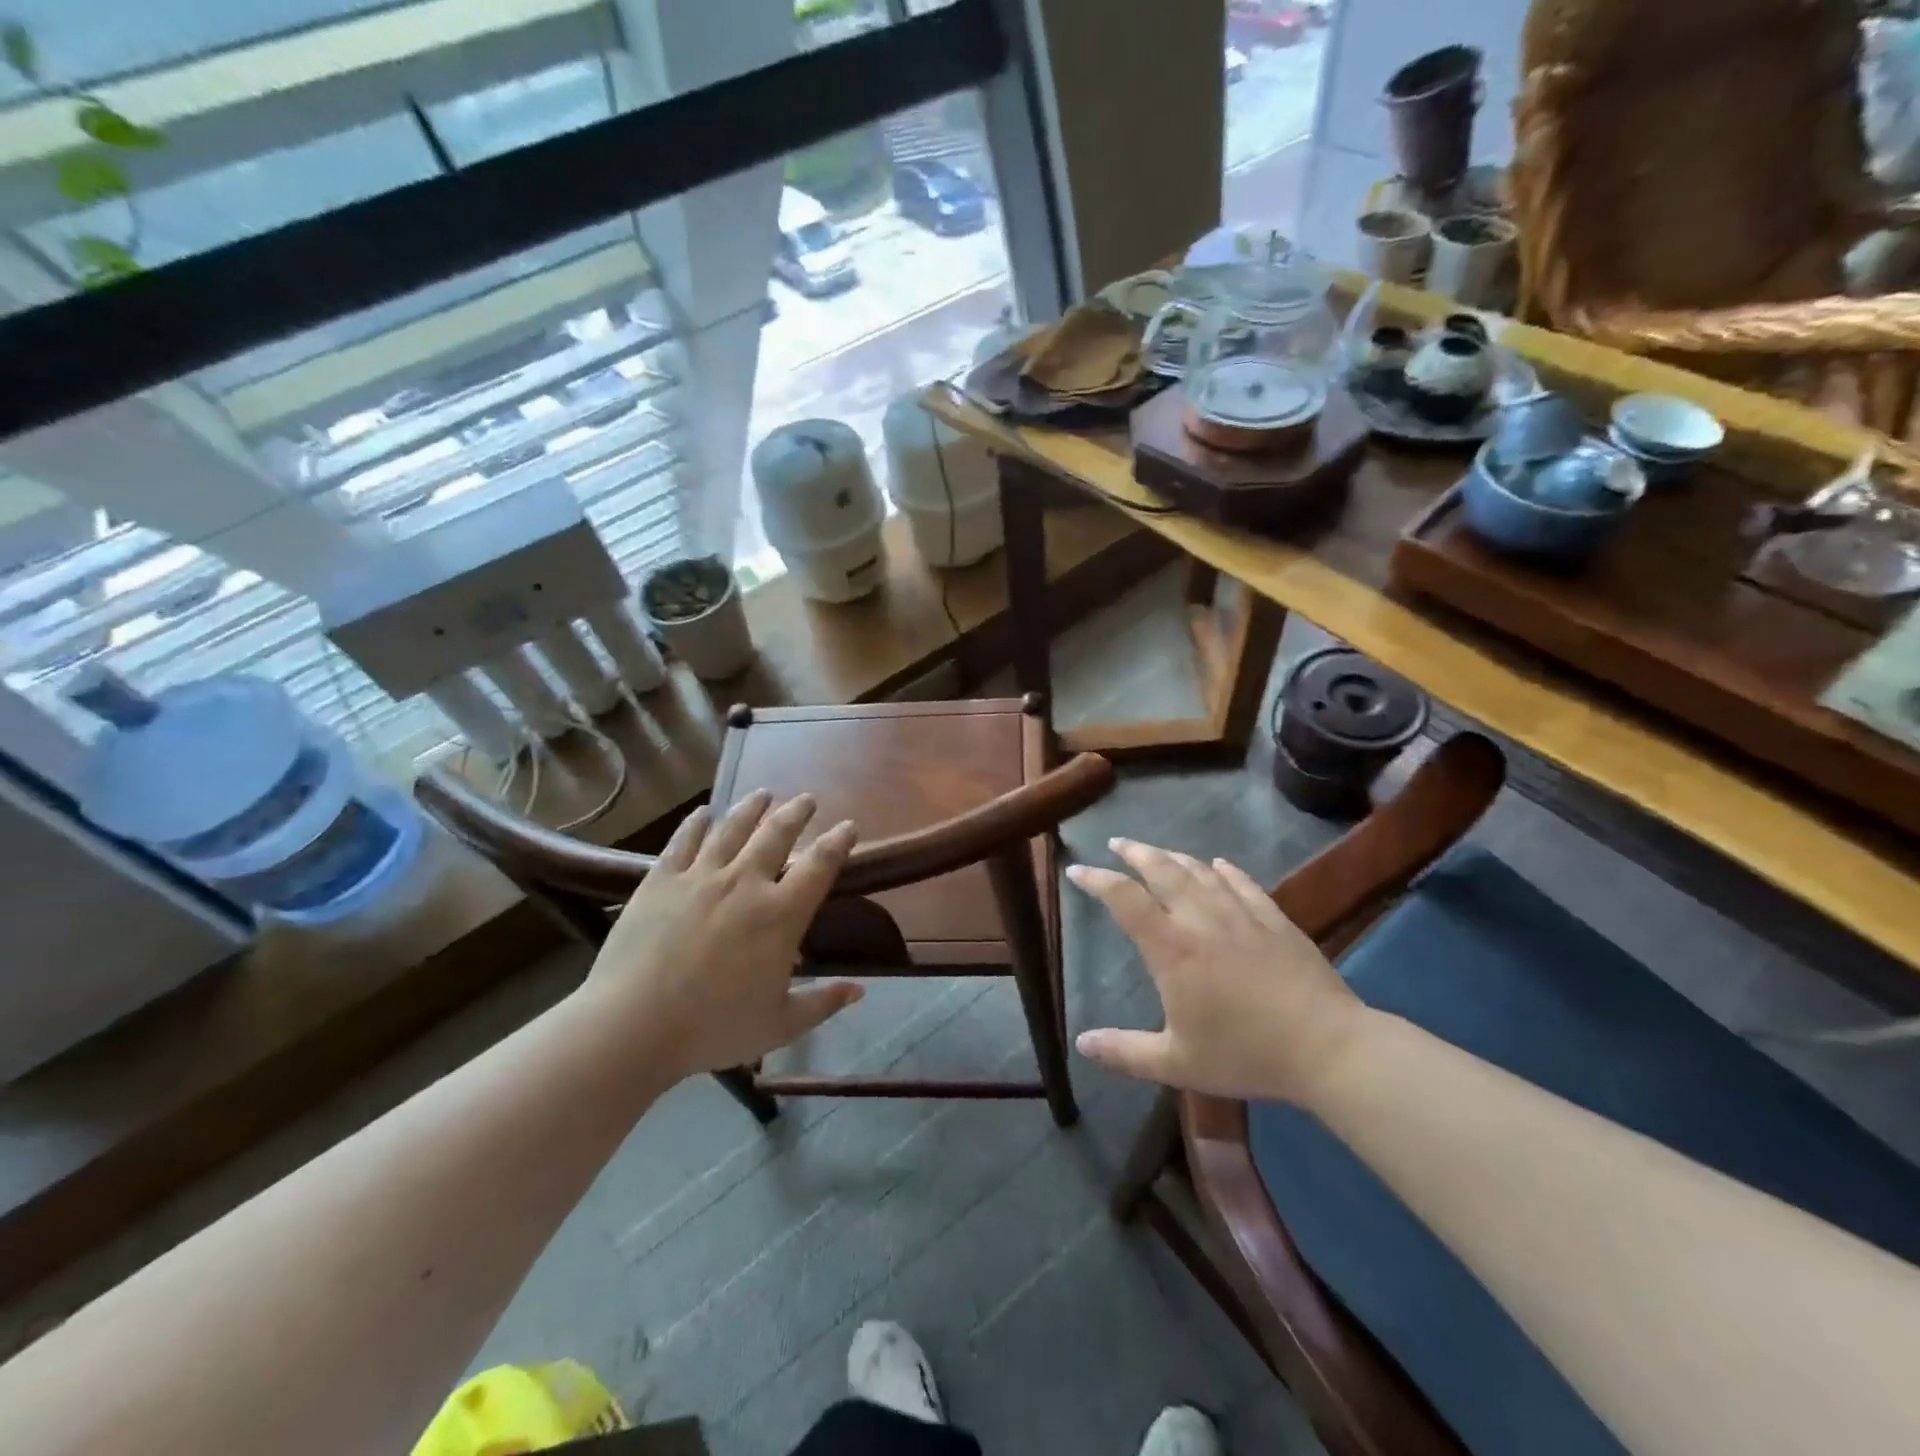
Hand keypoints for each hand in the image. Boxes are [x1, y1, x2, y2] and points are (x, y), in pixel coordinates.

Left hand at [579, 791, 862, 1083]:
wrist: (631, 1026)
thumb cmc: (712, 1028)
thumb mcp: (779, 1024)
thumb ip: (822, 1002)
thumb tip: (859, 991)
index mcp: (780, 915)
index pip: (819, 865)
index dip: (838, 842)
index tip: (848, 826)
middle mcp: (745, 883)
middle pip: (777, 833)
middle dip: (797, 812)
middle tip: (807, 799)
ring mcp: (700, 876)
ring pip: (732, 828)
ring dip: (752, 807)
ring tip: (764, 794)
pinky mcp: (660, 880)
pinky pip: (683, 841)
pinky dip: (696, 823)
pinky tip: (703, 813)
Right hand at [1067, 839, 1368, 1105]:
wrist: (1327, 1047)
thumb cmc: (1245, 1054)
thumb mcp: (1176, 1063)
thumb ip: (1125, 1052)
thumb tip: (1082, 1043)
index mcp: (1171, 948)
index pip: (1124, 899)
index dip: (1097, 880)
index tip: (1077, 870)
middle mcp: (1200, 918)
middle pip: (1161, 870)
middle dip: (1135, 853)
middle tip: (1117, 843)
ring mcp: (1241, 914)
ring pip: (1199, 871)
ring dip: (1173, 856)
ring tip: (1157, 852)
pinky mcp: (1275, 919)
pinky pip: (1243, 883)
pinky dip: (1224, 870)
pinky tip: (1218, 865)